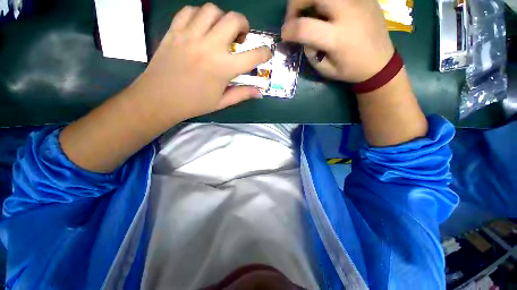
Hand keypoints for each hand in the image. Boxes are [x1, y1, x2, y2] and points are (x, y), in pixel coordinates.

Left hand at [130, 3, 271, 123]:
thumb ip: (242, 94)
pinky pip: (189, 11)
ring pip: (211, 10)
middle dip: (243, 24)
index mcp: (223, 68)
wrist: (159, 99)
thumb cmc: (194, 103)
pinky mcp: (174, 31)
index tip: (266, 53)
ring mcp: (190, 36)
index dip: (264, 53)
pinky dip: (198, 15)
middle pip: (233, 19)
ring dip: (221, 18)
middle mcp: (210, 47)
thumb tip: (259, 92)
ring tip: (220, 31)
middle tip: (240, 37)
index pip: (253, 56)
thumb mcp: (221, 102)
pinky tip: (200, 27)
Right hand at [281, 0, 393, 82]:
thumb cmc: (350, 70)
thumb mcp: (325, 69)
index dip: (288, 30)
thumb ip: (310, 52)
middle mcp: (348, 14)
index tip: (285, 35)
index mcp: (338, 38)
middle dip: (296, 2)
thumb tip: (302, 36)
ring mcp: (359, 1)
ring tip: (309, 11)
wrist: (380, 62)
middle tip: (294, 16)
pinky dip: (326, 1)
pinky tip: (326, 10)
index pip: (304, 27)